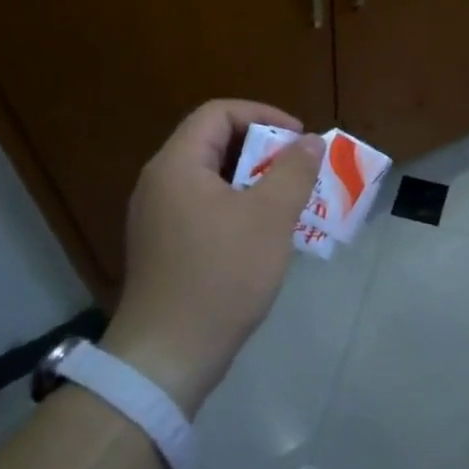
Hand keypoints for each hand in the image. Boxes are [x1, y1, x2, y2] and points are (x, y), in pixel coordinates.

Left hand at [104, 100, 323, 416]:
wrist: (170, 354)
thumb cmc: (222, 275)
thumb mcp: (270, 217)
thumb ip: (294, 171)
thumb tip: (310, 141)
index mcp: (177, 165)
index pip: (218, 113)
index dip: (263, 115)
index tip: (299, 139)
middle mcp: (160, 183)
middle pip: (214, 144)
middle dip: (263, 150)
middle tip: (300, 170)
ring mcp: (158, 218)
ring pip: (212, 180)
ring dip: (255, 181)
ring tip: (291, 200)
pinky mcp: (164, 247)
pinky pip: (205, 209)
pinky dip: (238, 208)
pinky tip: (265, 234)